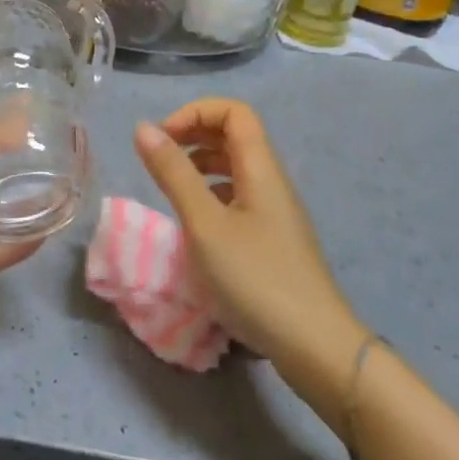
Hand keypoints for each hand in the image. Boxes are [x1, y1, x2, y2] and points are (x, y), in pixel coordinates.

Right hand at [133, 101, 366, 412]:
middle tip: (159, 158)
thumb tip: (143, 128)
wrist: (315, 348)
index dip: (195, 113)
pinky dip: (212, 194)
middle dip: (194, 134)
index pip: (234, 112)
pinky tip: (196, 222)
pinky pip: (239, 197)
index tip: (162, 139)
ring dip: (201, 164)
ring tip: (172, 186)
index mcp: (260, 169)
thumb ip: (173, 174)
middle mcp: (271, 182)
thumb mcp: (204, 224)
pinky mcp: (273, 240)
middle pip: (235, 135)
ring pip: (237, 167)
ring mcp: (276, 213)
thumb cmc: (255, 278)